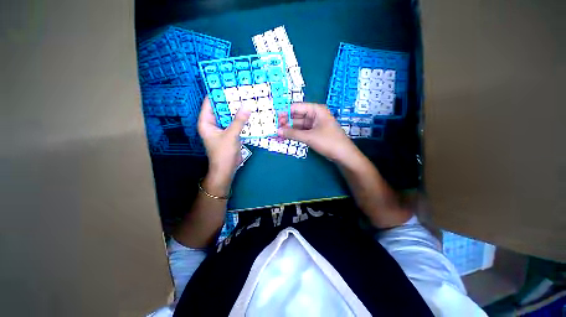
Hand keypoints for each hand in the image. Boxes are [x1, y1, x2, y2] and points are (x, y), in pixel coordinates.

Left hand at [198, 97, 250, 194]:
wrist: (227, 169)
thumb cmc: (223, 153)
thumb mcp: (231, 135)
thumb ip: (239, 120)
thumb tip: (247, 105)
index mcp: (206, 122)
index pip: (210, 102)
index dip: (218, 93)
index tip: (228, 84)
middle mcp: (213, 123)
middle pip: (221, 108)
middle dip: (231, 101)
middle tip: (241, 91)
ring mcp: (222, 129)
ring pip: (229, 116)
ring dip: (237, 110)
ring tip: (247, 100)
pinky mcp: (230, 134)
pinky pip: (235, 123)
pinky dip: (241, 119)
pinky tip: (249, 114)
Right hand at [278, 103, 359, 164]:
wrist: (343, 154)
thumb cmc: (328, 141)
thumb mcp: (309, 137)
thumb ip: (292, 133)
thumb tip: (278, 131)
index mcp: (316, 110)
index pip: (297, 107)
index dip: (285, 112)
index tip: (275, 119)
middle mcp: (315, 115)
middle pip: (297, 116)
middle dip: (286, 122)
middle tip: (275, 128)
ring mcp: (314, 124)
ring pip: (298, 125)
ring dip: (289, 129)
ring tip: (278, 134)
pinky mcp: (314, 132)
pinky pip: (302, 131)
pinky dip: (294, 134)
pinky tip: (286, 137)